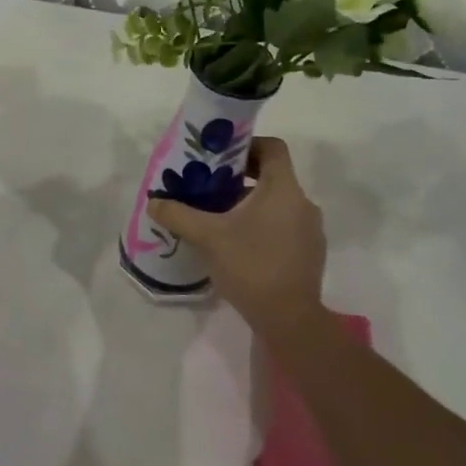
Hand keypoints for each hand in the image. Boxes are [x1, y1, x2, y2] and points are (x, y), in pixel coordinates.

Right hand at [148, 136, 326, 332]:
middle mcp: (303, 203)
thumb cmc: (250, 266)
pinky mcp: (310, 254)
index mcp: (283, 189)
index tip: (221, 158)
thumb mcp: (207, 237)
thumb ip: (179, 215)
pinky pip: (285, 227)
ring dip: (250, 205)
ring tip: (220, 220)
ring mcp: (311, 230)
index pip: (273, 147)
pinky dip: (263, 227)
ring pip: (278, 204)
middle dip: (240, 179)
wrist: (289, 319)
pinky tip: (240, 247)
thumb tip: (154, 202)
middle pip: (272, 176)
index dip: (247, 145)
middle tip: (210, 189)